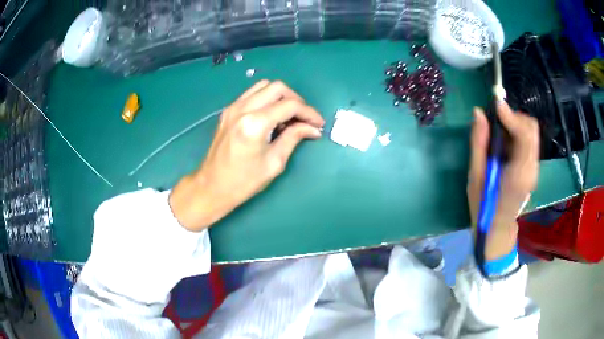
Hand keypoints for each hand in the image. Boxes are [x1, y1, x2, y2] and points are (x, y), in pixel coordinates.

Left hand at [169, 81, 324, 231]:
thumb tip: (312, 128)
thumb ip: (294, 138)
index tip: (318, 124)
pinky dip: (266, 99)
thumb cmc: (243, 182)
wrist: (212, 186)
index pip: (290, 105)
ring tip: (289, 116)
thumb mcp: (274, 163)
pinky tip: (271, 116)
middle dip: (296, 100)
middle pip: (277, 88)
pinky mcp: (228, 111)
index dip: (309, 113)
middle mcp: (242, 108)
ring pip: (263, 86)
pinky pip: (251, 94)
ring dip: (280, 96)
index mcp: (255, 123)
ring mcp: (233, 107)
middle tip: (304, 118)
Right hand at [467, 100, 539, 259]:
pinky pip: (528, 140)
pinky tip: (505, 143)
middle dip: (514, 117)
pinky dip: (517, 133)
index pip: (525, 134)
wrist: (497, 228)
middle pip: (531, 129)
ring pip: (531, 132)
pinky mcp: (532, 167)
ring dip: (515, 124)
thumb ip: (479, 142)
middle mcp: (532, 168)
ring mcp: (534, 168)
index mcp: (519, 173)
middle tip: (496, 119)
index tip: (495, 104)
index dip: (511, 115)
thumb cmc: (483, 206)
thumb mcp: (475, 176)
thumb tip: (478, 112)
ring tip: (498, 132)